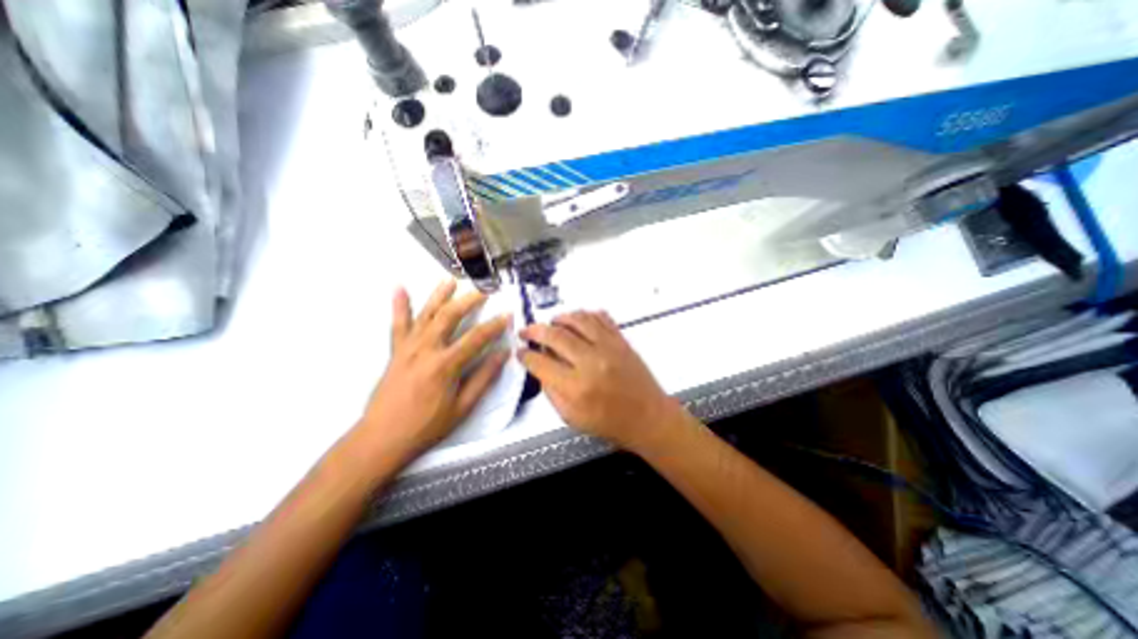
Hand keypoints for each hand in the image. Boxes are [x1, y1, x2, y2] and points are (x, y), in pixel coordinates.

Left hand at [358, 279, 513, 463]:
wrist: (382, 438)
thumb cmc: (427, 426)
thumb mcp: (463, 407)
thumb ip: (484, 378)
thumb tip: (503, 354)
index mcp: (445, 365)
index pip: (476, 338)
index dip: (494, 325)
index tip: (507, 314)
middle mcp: (426, 349)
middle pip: (450, 316)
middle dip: (469, 300)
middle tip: (484, 289)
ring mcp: (408, 348)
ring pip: (426, 314)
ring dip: (439, 295)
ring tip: (451, 280)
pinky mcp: (395, 351)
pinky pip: (397, 324)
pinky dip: (399, 305)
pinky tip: (399, 288)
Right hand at [518, 313, 682, 451]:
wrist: (649, 417)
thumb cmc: (611, 423)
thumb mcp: (573, 418)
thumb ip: (552, 392)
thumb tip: (541, 369)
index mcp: (576, 387)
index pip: (541, 363)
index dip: (525, 355)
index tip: (520, 352)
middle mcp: (591, 362)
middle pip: (556, 335)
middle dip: (535, 330)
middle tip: (527, 331)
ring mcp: (609, 347)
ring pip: (578, 319)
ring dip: (560, 317)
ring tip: (551, 322)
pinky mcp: (621, 340)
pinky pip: (601, 318)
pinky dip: (585, 314)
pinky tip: (577, 320)